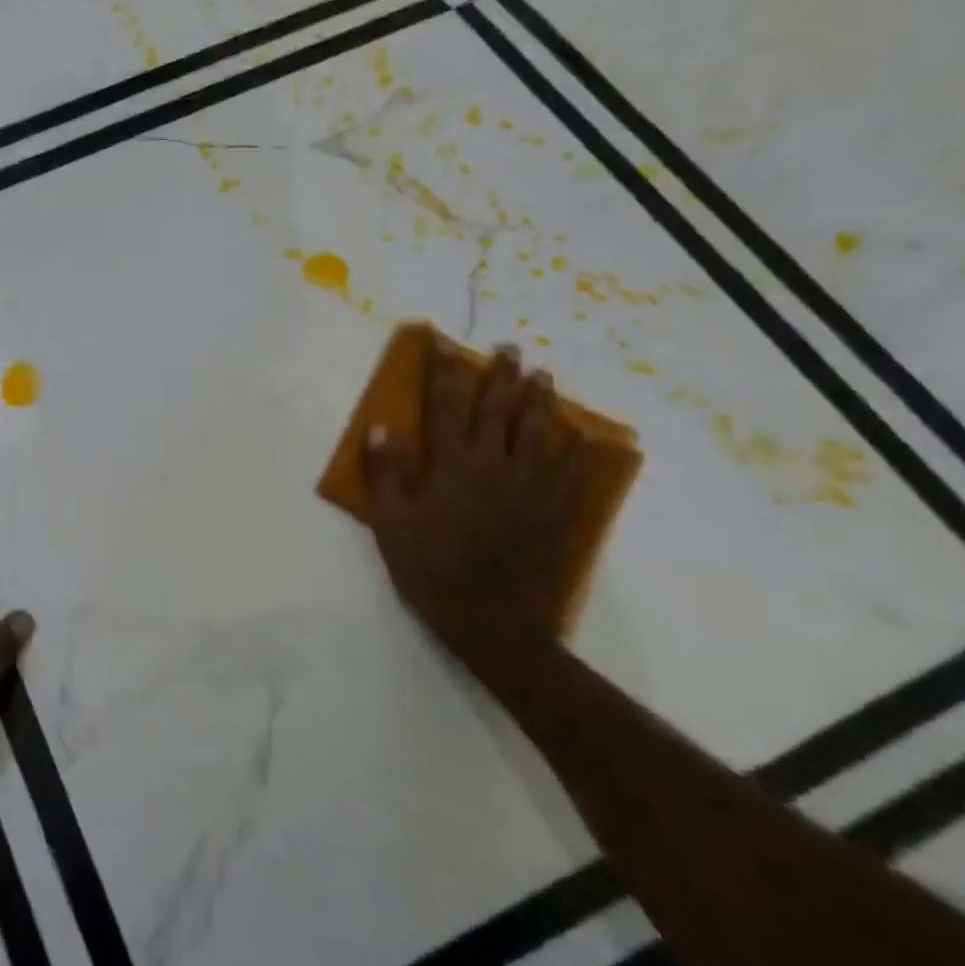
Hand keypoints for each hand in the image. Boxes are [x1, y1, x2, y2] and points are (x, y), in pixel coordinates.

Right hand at [364, 339, 583, 676]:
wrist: (492, 621)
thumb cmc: (431, 570)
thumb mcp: (391, 523)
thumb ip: (386, 473)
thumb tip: (380, 427)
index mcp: (451, 465)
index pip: (444, 406)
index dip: (442, 372)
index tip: (443, 344)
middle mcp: (494, 465)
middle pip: (499, 409)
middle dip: (502, 375)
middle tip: (510, 347)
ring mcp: (531, 488)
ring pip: (539, 432)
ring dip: (541, 400)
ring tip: (544, 376)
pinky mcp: (556, 512)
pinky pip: (574, 472)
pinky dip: (579, 450)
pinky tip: (584, 437)